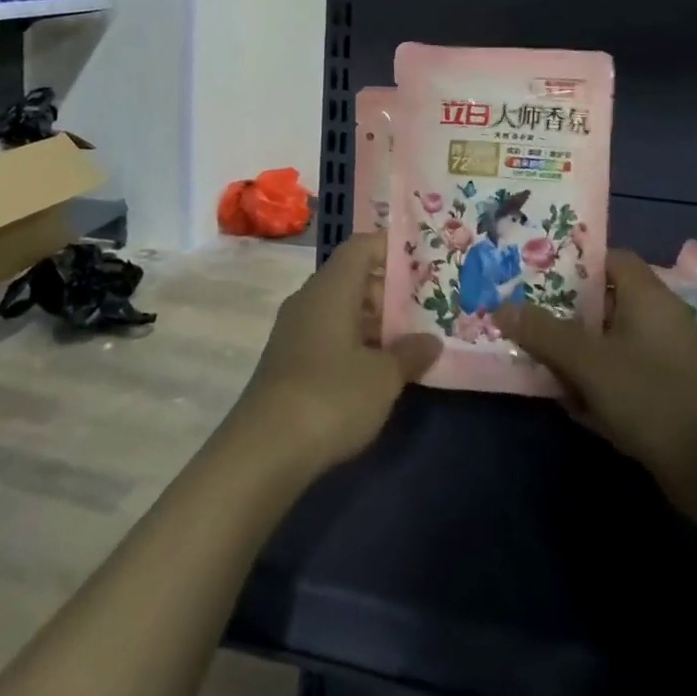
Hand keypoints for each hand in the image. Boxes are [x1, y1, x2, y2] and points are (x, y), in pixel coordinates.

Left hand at [233, 234, 440, 474]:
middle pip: (351, 277)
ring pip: (339, 307)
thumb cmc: (332, 396)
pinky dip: (352, 340)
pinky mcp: (287, 358)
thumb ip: (410, 353)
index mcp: (332, 288)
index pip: (361, 247)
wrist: (265, 448)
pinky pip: (326, 332)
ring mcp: (294, 328)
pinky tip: (374, 368)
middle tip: (423, 307)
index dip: (390, 247)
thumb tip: (431, 341)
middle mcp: (309, 298)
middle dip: (388, 290)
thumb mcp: (383, 377)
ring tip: (407, 340)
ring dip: (371, 320)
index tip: (421, 260)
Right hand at [494, 250, 696, 496]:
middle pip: (605, 300)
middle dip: (567, 312)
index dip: (573, 263)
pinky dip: (600, 379)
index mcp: (648, 295)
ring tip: (543, 362)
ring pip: (613, 339)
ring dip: (580, 351)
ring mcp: (670, 355)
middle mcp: (662, 316)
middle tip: (530, 318)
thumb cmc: (649, 397)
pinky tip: (575, 403)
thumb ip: (543, 332)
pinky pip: (625, 370)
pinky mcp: (671, 389)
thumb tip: (501, 308)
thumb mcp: (586, 362)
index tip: (538, 276)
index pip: (609, 257)